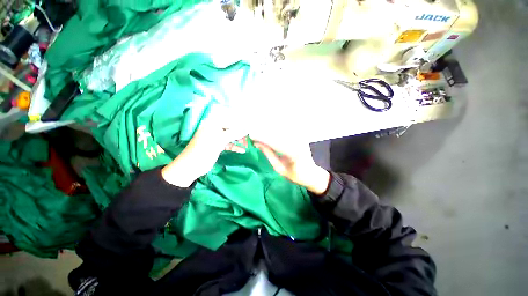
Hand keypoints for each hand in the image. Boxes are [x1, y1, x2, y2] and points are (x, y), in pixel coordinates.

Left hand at [162, 110, 246, 186]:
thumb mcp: (220, 140)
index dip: (240, 126)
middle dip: (240, 134)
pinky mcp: (218, 146)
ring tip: (246, 145)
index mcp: (212, 123)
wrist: (192, 165)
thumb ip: (234, 133)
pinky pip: (228, 144)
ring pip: (230, 137)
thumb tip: (246, 129)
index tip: (249, 131)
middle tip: (248, 140)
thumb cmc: (205, 149)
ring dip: (238, 141)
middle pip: (231, 129)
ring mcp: (216, 138)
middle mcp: (214, 129)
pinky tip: (242, 150)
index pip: (230, 121)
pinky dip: (235, 147)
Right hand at [251, 134, 329, 194]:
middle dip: (263, 132)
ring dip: (268, 130)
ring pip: (280, 129)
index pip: (274, 142)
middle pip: (277, 133)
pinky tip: (268, 132)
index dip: (262, 137)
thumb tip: (257, 143)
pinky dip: (275, 130)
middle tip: (252, 135)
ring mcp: (300, 137)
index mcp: (294, 153)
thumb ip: (269, 154)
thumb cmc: (295, 175)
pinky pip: (285, 130)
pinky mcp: (300, 135)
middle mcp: (298, 142)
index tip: (251, 136)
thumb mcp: (279, 168)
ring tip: (258, 134)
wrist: (311, 173)